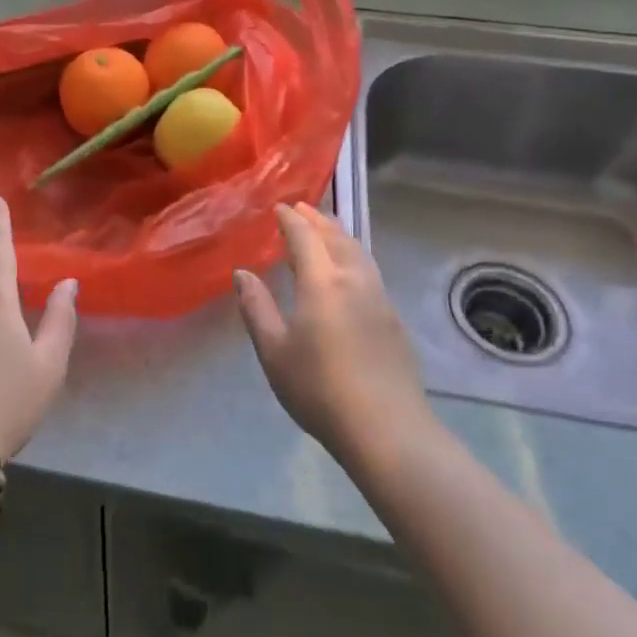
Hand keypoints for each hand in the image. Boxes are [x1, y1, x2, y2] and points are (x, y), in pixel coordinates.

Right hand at [235, 203, 435, 463]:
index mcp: (322, 283)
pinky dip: (353, 256)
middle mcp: (354, 281)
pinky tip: (347, 271)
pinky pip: (370, 271)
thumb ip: (256, 307)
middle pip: (338, 238)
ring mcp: (379, 300)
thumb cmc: (319, 388)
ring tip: (326, 230)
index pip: (305, 237)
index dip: (291, 219)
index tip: (279, 207)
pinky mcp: (393, 320)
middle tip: (303, 208)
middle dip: (319, 220)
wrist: (386, 429)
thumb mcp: (274, 350)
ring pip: (359, 253)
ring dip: (340, 235)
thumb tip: (243, 273)